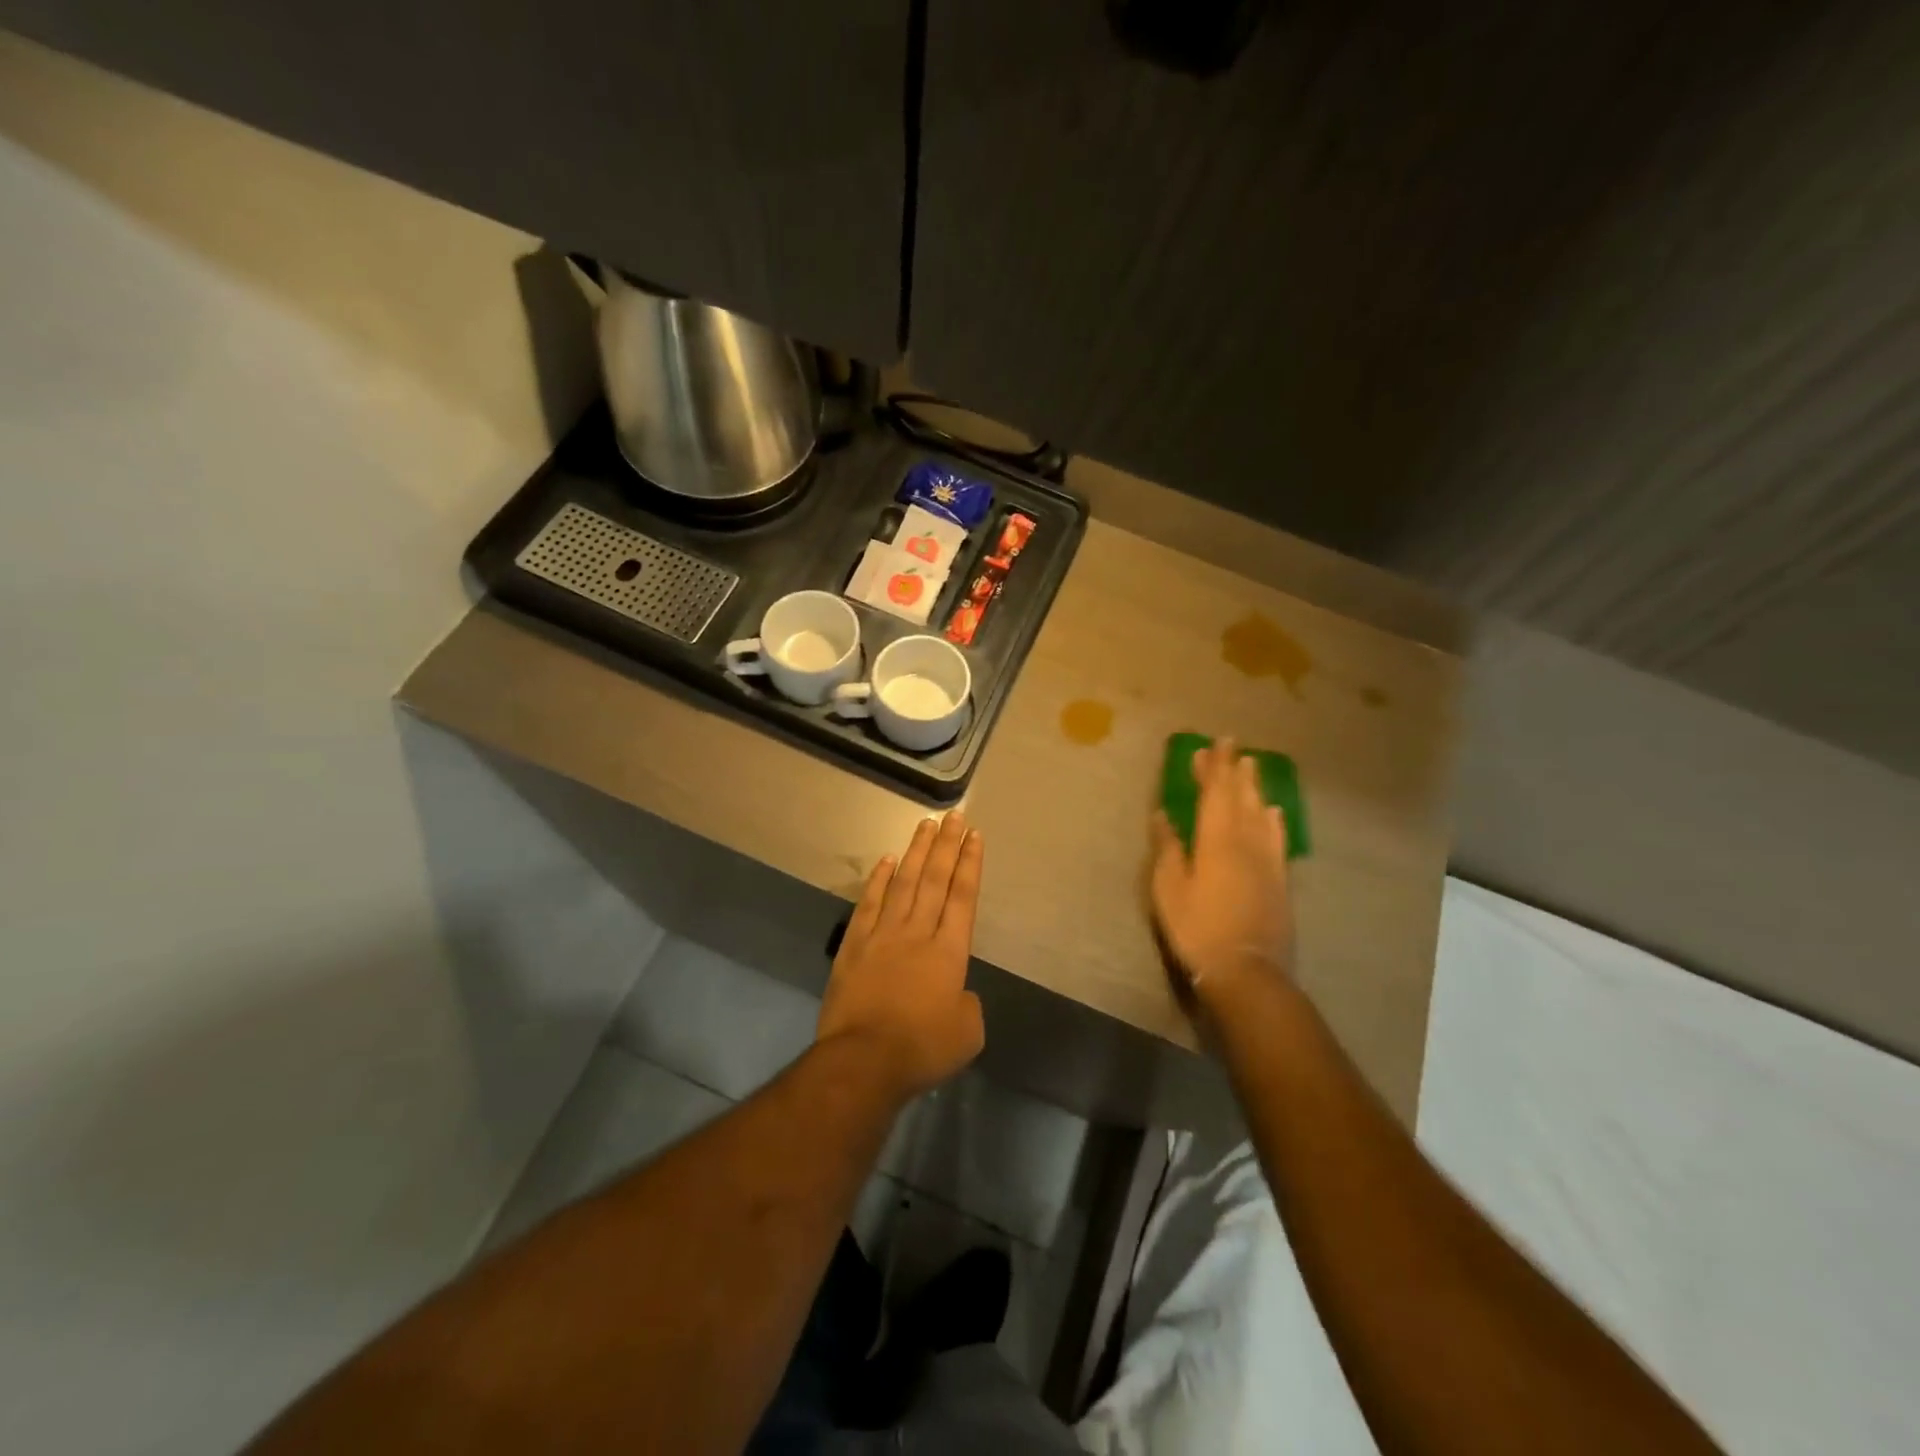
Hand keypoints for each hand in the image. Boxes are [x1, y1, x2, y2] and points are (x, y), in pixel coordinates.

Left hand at [817, 812, 985, 1100]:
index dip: (969, 863)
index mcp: (950, 951)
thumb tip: (957, 992)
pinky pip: (869, 903)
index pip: (963, 896)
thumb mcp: (967, 1033)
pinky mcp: (854, 945)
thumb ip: (967, 1004)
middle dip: (946, 845)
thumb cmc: (922, 1049)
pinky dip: (879, 879)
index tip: (974, 835)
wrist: (864, 1060)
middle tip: (954, 815)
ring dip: (916, 851)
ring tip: (926, 824)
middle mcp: (918, 932)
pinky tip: (887, 860)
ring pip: (903, 882)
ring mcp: (883, 934)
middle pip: (934, 879)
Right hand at [1150, 738, 1294, 1008]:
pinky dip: (1274, 820)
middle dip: (1234, 770)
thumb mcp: (1169, 889)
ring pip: (1262, 813)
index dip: (1214, 767)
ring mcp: (1267, 860)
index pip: (1216, 793)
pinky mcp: (1279, 879)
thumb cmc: (1198, 928)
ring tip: (1252, 767)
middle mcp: (1246, 841)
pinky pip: (1278, 838)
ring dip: (1255, 788)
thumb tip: (1163, 815)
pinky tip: (1274, 812)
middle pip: (1241, 797)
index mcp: (1216, 840)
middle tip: (1231, 746)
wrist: (1247, 970)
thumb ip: (1168, 848)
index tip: (1214, 743)